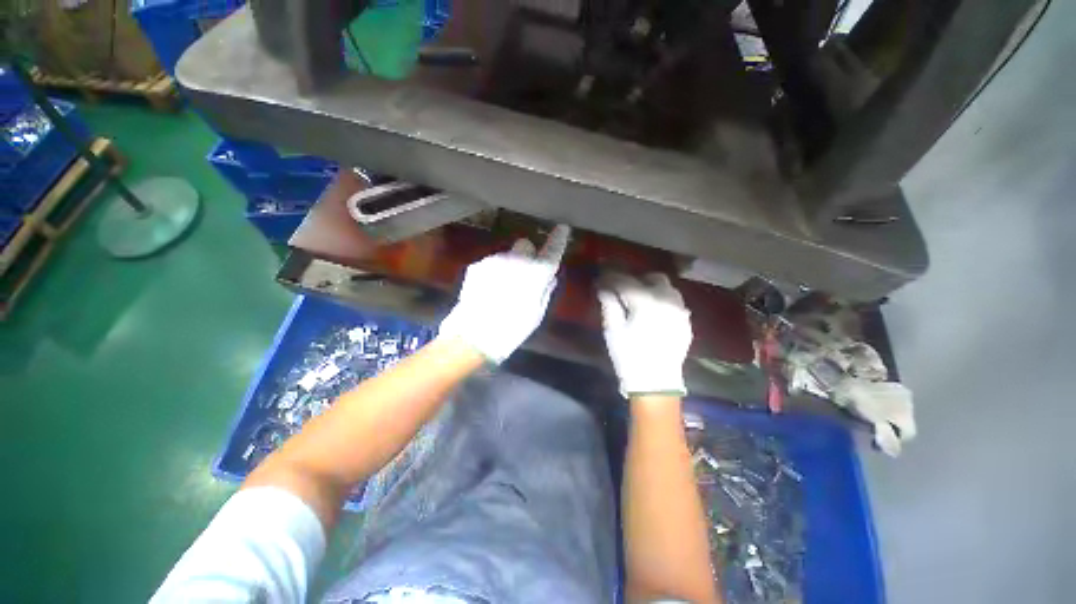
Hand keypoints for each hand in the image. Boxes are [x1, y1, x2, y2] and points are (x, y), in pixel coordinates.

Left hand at [438, 225, 570, 362]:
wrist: (475, 336)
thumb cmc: (512, 330)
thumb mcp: (537, 314)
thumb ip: (545, 291)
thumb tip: (549, 277)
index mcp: (536, 274)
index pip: (552, 250)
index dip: (558, 239)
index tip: (562, 229)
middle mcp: (517, 260)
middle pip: (525, 245)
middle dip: (527, 254)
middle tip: (525, 274)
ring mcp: (495, 261)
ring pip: (507, 255)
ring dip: (509, 266)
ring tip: (502, 290)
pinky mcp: (477, 265)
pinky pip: (492, 264)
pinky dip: (494, 273)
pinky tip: (488, 291)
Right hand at [597, 273, 692, 396]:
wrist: (656, 383)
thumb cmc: (629, 356)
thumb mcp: (613, 330)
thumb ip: (609, 304)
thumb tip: (604, 287)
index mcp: (646, 302)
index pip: (626, 281)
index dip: (611, 277)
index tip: (601, 279)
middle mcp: (668, 301)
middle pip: (653, 278)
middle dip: (636, 280)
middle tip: (622, 290)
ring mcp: (680, 311)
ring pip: (668, 288)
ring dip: (652, 288)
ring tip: (638, 300)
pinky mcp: (686, 322)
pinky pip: (675, 302)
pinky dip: (662, 300)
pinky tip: (653, 312)